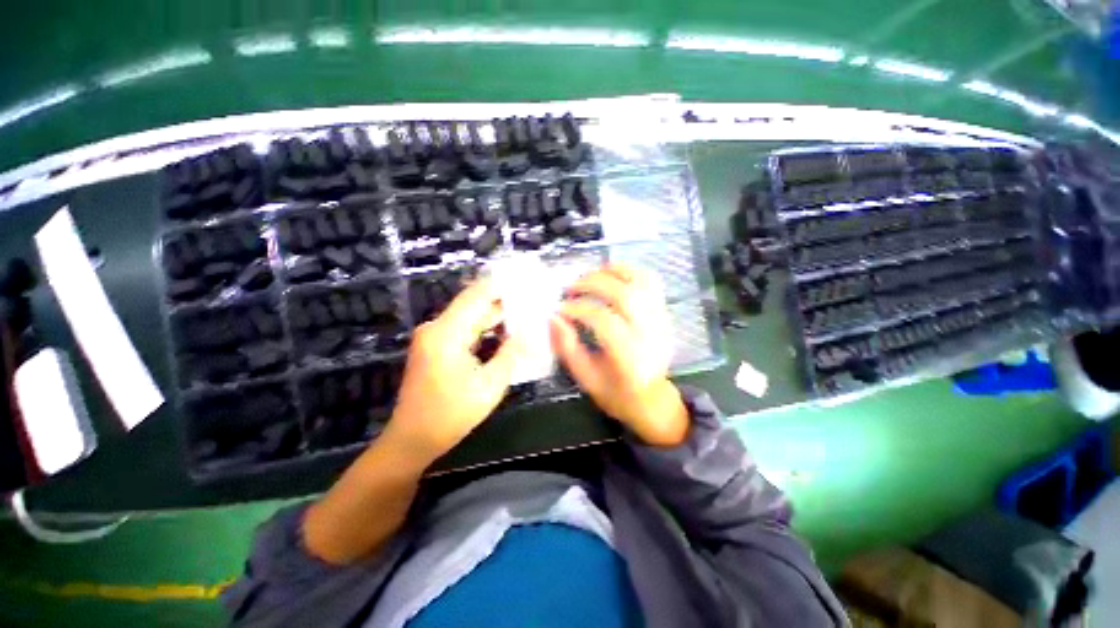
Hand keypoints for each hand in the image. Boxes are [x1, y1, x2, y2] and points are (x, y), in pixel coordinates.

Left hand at [381, 278, 520, 465]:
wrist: (413, 439)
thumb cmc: (451, 415)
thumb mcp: (490, 385)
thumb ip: (512, 353)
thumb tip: (531, 329)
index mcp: (446, 333)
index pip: (477, 295)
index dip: (502, 285)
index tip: (527, 280)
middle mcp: (436, 327)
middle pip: (474, 303)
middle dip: (504, 301)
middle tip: (533, 300)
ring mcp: (434, 336)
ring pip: (471, 316)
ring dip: (496, 316)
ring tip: (526, 313)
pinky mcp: (436, 345)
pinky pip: (465, 328)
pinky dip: (486, 329)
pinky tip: (506, 331)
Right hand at [550, 264, 688, 446]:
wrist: (653, 399)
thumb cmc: (616, 394)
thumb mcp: (586, 378)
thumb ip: (568, 348)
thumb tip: (554, 317)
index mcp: (630, 358)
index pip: (604, 321)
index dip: (578, 310)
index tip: (559, 309)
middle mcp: (650, 335)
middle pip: (625, 295)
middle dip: (593, 284)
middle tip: (571, 288)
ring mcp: (661, 321)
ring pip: (642, 282)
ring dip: (614, 271)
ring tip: (591, 274)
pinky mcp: (664, 314)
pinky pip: (651, 282)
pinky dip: (630, 271)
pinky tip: (611, 275)